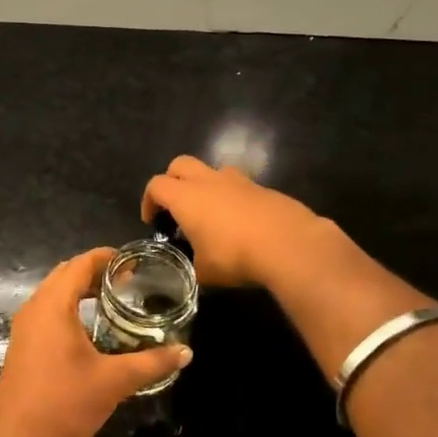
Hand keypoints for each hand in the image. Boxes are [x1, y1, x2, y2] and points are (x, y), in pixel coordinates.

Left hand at [0, 249, 190, 436]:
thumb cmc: (66, 403)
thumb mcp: (115, 381)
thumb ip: (152, 362)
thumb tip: (185, 353)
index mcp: (52, 305)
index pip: (79, 265)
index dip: (106, 258)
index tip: (133, 262)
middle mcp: (33, 309)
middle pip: (64, 275)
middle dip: (95, 272)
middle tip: (128, 281)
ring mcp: (23, 329)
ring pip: (53, 295)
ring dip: (80, 291)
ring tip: (112, 300)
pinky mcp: (22, 348)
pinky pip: (46, 314)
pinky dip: (68, 309)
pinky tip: (90, 330)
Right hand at [141, 156, 321, 287]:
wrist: (289, 244)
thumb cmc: (235, 256)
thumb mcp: (204, 271)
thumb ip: (194, 264)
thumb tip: (196, 267)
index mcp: (186, 197)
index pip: (156, 186)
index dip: (149, 201)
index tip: (153, 221)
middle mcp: (209, 181)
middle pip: (180, 164)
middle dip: (173, 180)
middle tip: (175, 206)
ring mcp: (239, 181)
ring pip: (212, 171)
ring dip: (205, 185)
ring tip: (211, 212)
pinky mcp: (263, 188)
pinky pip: (240, 186)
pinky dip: (233, 198)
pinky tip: (242, 223)